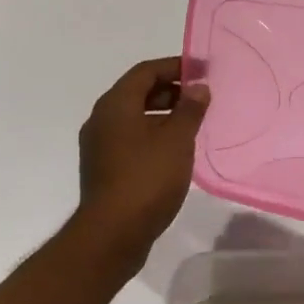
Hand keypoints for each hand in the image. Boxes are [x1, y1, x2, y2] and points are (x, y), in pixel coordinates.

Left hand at [76, 57, 209, 262]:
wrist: (111, 236)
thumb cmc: (146, 178)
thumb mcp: (177, 139)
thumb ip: (190, 109)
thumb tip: (198, 87)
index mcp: (116, 104)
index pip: (146, 71)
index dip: (176, 66)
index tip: (203, 71)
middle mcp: (102, 119)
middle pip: (138, 91)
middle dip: (171, 90)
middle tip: (201, 97)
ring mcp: (100, 145)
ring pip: (134, 116)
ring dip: (163, 114)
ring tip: (193, 123)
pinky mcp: (104, 168)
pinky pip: (131, 138)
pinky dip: (153, 134)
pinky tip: (175, 150)